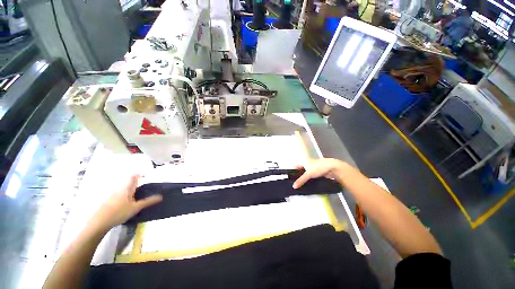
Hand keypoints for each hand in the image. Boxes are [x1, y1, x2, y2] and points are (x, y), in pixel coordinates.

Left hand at [92, 175, 162, 228]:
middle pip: (128, 182)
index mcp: (127, 188)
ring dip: (130, 190)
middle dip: (136, 184)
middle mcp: (119, 188)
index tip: (146, 176)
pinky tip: (125, 204)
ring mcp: (112, 194)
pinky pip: (118, 194)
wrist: (99, 222)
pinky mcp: (107, 200)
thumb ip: (148, 201)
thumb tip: (161, 197)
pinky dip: (124, 196)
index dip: (140, 174)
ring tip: (136, 198)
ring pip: (123, 188)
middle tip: (143, 189)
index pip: (133, 176)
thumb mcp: (136, 208)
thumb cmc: (119, 212)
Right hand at [293, 158, 345, 188]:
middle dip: (299, 176)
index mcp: (305, 162)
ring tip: (301, 185)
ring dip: (305, 179)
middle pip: (301, 170)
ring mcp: (314, 169)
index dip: (293, 171)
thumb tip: (294, 186)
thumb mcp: (308, 174)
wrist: (332, 168)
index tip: (290, 178)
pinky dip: (311, 180)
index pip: (296, 166)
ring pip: (307, 174)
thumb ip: (301, 180)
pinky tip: (309, 185)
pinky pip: (313, 177)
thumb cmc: (318, 167)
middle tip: (295, 183)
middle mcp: (309, 164)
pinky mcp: (319, 173)